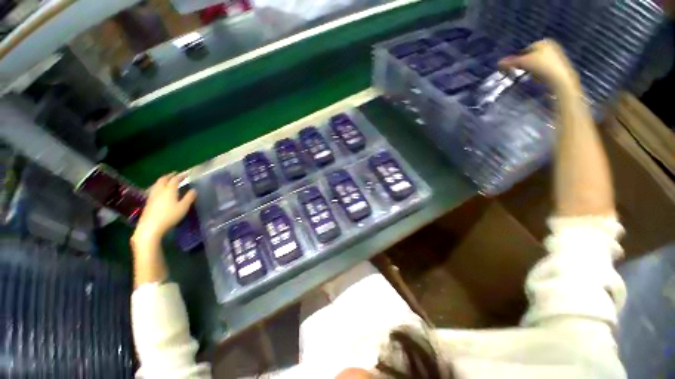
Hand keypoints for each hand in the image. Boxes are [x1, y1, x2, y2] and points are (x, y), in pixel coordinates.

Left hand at [132, 173, 196, 245]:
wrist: (150, 227)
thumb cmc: (169, 216)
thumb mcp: (183, 207)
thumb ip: (189, 198)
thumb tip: (194, 190)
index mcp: (169, 190)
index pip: (175, 180)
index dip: (180, 176)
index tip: (186, 174)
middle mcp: (160, 191)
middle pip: (163, 180)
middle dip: (169, 176)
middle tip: (175, 174)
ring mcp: (152, 196)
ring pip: (157, 184)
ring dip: (163, 180)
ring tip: (167, 181)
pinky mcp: (148, 202)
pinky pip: (154, 190)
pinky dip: (158, 186)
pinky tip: (160, 191)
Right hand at [499, 39, 579, 92]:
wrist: (559, 78)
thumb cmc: (542, 66)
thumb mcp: (523, 63)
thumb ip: (510, 62)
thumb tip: (498, 63)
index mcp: (542, 42)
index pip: (525, 50)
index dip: (517, 59)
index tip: (513, 67)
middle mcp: (550, 46)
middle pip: (531, 56)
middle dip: (524, 64)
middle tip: (519, 72)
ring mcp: (556, 56)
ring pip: (537, 63)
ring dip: (531, 69)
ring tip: (528, 76)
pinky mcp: (558, 66)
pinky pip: (543, 68)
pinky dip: (539, 73)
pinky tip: (538, 79)